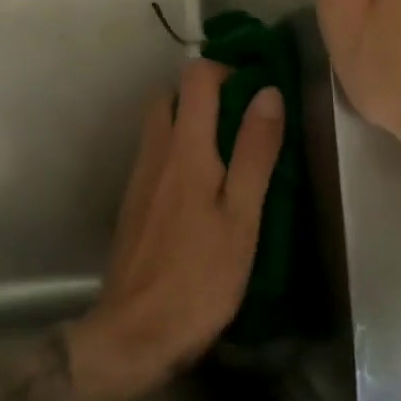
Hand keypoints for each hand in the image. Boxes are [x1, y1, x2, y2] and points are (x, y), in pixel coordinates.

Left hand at [71, 59, 283, 400]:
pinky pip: (155, 156)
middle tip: (244, 121)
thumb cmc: (200, 276)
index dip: (225, 70)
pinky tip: (203, 188)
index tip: (256, 90)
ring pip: (159, 126)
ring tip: (231, 154)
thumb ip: (254, 151)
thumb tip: (267, 92)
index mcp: (184, 148)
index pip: (194, 78)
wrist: (136, 331)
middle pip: (170, 96)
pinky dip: (178, 151)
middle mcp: (154, 152)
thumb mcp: (242, 215)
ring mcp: (139, 178)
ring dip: (190, 122)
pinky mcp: (133, 203)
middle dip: (205, 94)